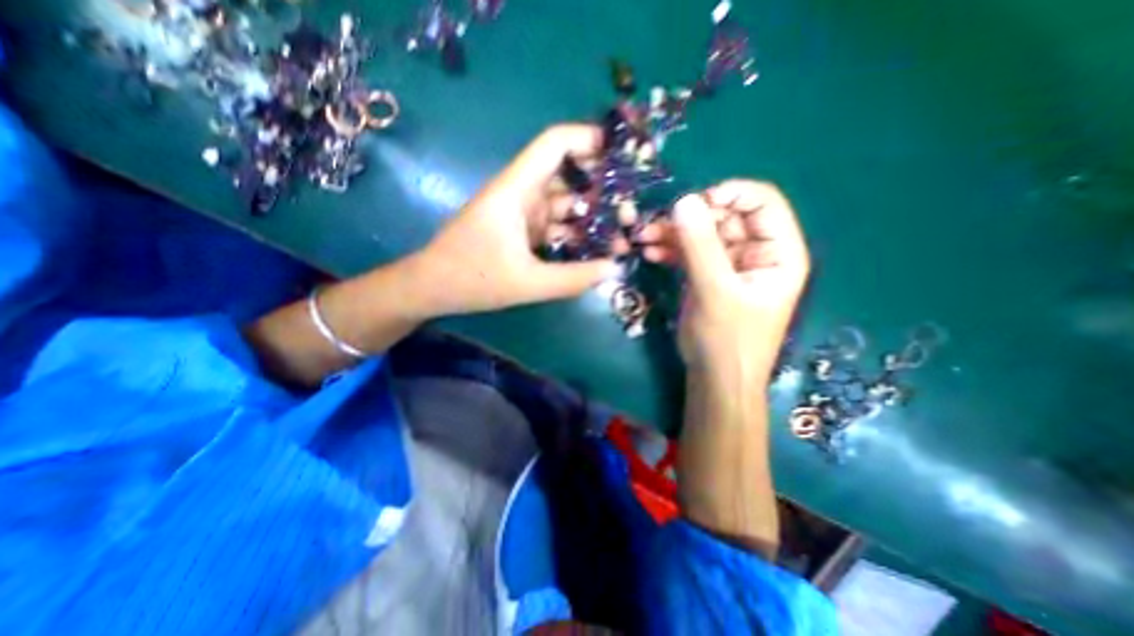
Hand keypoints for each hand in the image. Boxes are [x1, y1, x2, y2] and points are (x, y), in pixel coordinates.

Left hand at [407, 124, 617, 317]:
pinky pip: (556, 228)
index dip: (588, 140)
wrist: (431, 288)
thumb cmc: (471, 278)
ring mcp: (522, 214)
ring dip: (591, 221)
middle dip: (602, 193)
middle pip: (569, 178)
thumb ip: (572, 278)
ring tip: (621, 242)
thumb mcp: (526, 283)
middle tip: (629, 218)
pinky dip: (575, 237)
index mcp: (517, 190)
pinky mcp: (522, 233)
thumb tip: (615, 270)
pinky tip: (595, 254)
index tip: (621, 158)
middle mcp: (522, 194)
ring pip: (565, 207)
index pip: (554, 144)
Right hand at [637, 180, 803, 376]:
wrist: (714, 378)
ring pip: (702, 234)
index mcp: (778, 252)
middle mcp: (756, 253)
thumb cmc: (727, 340)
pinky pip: (689, 253)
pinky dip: (670, 250)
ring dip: (673, 233)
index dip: (729, 194)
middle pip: (725, 217)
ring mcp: (729, 265)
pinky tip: (650, 253)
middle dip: (690, 218)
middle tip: (657, 223)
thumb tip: (683, 200)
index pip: (762, 203)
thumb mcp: (715, 291)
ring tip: (644, 238)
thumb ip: (700, 246)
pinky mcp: (707, 276)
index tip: (693, 203)